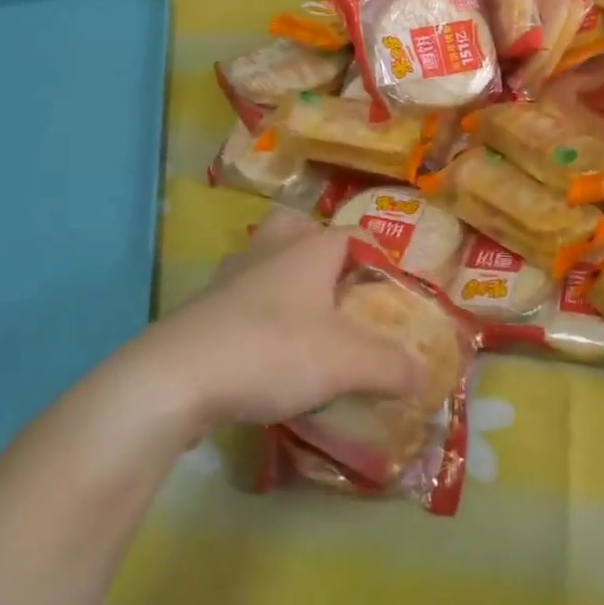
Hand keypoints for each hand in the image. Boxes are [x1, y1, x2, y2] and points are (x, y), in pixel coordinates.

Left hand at [115, 209, 424, 438]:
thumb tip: (427, 376)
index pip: (351, 234)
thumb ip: (392, 367)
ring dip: (284, 278)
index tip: (390, 287)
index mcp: (308, 250)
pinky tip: (265, 348)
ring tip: (304, 317)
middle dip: (318, 247)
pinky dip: (255, 311)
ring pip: (263, 259)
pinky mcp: (201, 309)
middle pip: (296, 226)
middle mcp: (269, 251)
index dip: (376, 255)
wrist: (176, 378)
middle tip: (337, 285)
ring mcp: (229, 277)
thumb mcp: (347, 362)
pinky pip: (238, 296)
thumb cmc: (273, 350)